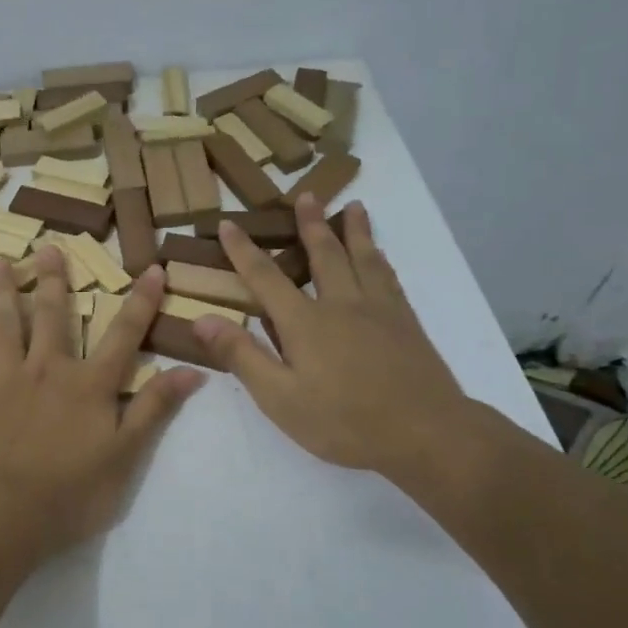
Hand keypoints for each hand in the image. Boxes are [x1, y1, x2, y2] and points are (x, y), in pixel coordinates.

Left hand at [0, 247, 204, 557]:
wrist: (4, 513)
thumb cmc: (72, 491)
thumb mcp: (127, 454)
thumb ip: (155, 408)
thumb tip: (193, 370)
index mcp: (89, 384)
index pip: (123, 334)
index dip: (142, 301)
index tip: (154, 268)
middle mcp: (48, 370)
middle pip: (51, 315)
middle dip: (53, 279)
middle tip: (48, 246)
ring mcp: (7, 380)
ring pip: (4, 325)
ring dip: (2, 292)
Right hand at [193, 195, 478, 481]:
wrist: (425, 433)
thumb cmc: (344, 422)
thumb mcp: (280, 398)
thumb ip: (243, 356)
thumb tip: (202, 319)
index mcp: (305, 322)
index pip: (265, 277)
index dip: (243, 250)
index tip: (227, 224)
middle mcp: (341, 304)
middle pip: (323, 254)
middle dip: (310, 224)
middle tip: (306, 194)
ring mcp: (378, 310)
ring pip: (363, 258)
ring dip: (355, 231)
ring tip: (355, 207)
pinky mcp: (406, 322)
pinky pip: (389, 278)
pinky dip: (380, 259)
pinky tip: (381, 256)